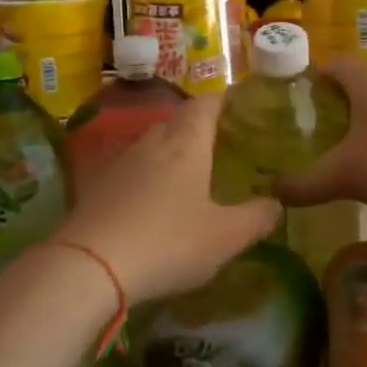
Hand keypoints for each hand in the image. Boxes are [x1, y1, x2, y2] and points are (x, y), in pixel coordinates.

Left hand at [54, 93, 280, 303]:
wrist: (90, 265)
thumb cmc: (169, 242)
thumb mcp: (226, 237)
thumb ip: (256, 218)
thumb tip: (276, 203)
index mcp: (186, 144)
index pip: (205, 104)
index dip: (222, 101)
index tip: (236, 105)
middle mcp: (151, 144)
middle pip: (175, 122)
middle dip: (196, 128)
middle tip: (218, 145)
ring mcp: (118, 164)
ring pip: (149, 146)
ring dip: (168, 154)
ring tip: (187, 175)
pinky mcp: (95, 188)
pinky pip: (128, 172)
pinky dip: (144, 179)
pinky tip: (150, 203)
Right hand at [273, 58, 366, 212]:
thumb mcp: (342, 177)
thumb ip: (304, 185)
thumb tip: (274, 193)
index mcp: (366, 78)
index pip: (333, 66)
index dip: (313, 81)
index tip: (299, 102)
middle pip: (360, 79)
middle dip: (340, 100)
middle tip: (321, 127)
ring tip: (353, 142)